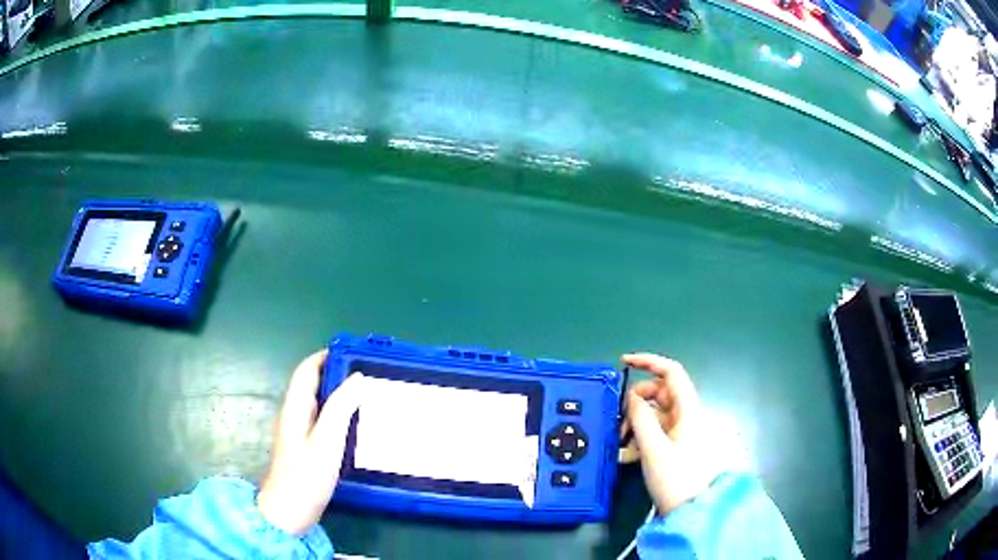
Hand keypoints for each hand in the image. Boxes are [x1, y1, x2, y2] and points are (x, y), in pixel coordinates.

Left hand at [257, 351, 366, 534]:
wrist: (290, 511)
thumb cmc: (306, 476)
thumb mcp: (326, 441)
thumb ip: (340, 408)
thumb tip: (357, 378)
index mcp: (295, 407)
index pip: (307, 370)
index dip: (326, 356)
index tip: (353, 353)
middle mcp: (294, 414)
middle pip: (313, 385)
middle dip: (337, 374)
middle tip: (368, 376)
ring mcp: (299, 432)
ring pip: (319, 404)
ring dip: (339, 395)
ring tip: (368, 397)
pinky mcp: (306, 448)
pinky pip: (322, 421)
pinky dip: (339, 415)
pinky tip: (357, 426)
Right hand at [619, 353, 721, 513]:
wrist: (695, 511)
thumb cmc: (677, 479)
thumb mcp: (654, 450)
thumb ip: (641, 419)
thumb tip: (632, 396)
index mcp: (688, 410)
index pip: (671, 372)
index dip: (649, 362)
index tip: (624, 363)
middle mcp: (689, 416)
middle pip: (660, 395)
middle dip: (636, 403)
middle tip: (618, 423)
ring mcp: (685, 433)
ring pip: (656, 416)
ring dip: (636, 425)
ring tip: (621, 446)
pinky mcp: (680, 447)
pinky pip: (658, 434)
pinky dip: (642, 439)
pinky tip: (629, 456)